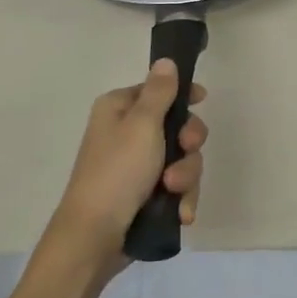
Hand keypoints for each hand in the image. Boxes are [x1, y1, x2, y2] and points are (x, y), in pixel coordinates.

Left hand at [44, 60, 207, 270]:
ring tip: (173, 192)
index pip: (158, 89)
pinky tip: (180, 212)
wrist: (95, 237)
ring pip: (182, 159)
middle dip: (188, 145)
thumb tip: (165, 60)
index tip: (202, 100)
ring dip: (185, 175)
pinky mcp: (145, 194)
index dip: (182, 95)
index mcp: (119, 109)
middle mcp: (126, 133)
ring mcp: (136, 166)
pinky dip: (181, 198)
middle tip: (186, 150)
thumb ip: (159, 92)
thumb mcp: (142, 125)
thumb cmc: (117, 172)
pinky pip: (177, 186)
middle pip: (177, 126)